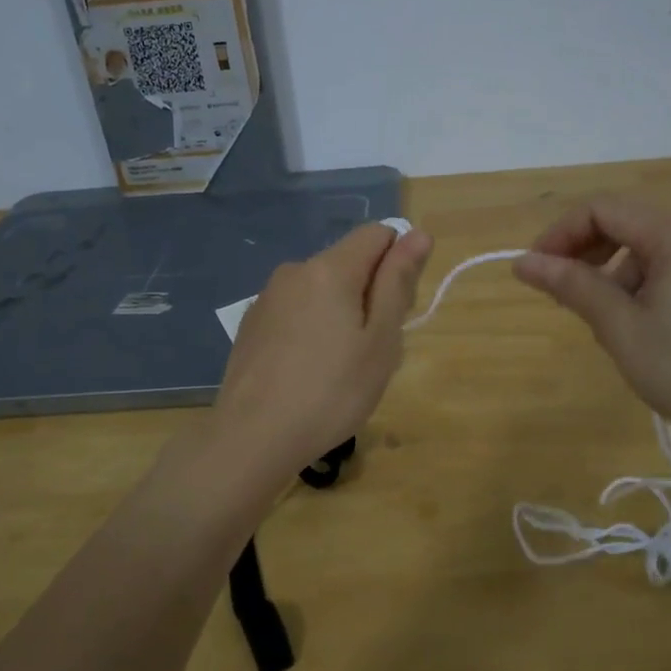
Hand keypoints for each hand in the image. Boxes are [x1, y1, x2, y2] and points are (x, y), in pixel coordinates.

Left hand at [213, 223, 433, 478]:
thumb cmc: (332, 391)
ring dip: (341, 313)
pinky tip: (307, 372)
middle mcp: (295, 270)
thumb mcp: (381, 340)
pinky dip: (312, 329)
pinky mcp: (252, 324)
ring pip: (323, 289)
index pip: (377, 234)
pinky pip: (297, 311)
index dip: (398, 264)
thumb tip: (418, 233)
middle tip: (372, 351)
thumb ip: (398, 281)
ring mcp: (268, 297)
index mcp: (330, 268)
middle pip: (349, 262)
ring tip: (340, 368)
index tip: (396, 311)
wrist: (252, 438)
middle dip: (370, 294)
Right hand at [512, 195, 670, 453]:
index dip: (560, 235)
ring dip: (613, 275)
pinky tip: (641, 328)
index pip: (602, 209)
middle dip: (585, 254)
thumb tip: (523, 262)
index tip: (535, 272)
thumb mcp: (622, 329)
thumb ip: (572, 287)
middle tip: (561, 296)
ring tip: (606, 325)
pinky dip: (643, 285)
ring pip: (647, 248)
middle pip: (625, 223)